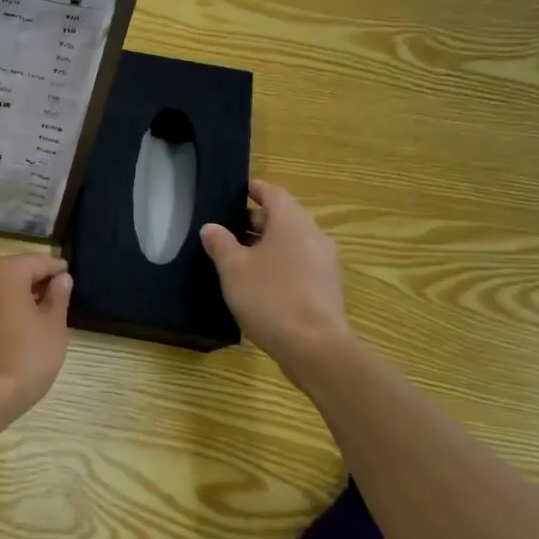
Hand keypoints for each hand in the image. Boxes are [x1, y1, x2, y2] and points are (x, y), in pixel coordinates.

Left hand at [0, 255, 73, 424]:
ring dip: (19, 300)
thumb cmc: (24, 356)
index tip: (70, 278)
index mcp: (4, 270)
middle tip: (60, 300)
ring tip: (41, 318)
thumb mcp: (53, 327)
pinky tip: (18, 333)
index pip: (39, 262)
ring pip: (0, 292)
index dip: (57, 270)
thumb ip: (58, 297)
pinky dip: (3, 314)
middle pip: (16, 274)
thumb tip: (61, 278)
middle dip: (37, 284)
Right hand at [200, 181, 354, 378]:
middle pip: (283, 217)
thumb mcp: (233, 269)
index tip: (234, 192)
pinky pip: (299, 263)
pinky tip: (258, 283)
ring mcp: (324, 263)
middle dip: (255, 220)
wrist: (316, 349)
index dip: (253, 190)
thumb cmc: (270, 298)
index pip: (273, 193)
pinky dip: (279, 263)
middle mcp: (313, 236)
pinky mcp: (326, 288)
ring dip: (266, 244)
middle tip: (226, 230)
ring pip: (291, 242)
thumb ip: (220, 243)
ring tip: (237, 258)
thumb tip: (211, 227)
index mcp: (292, 222)